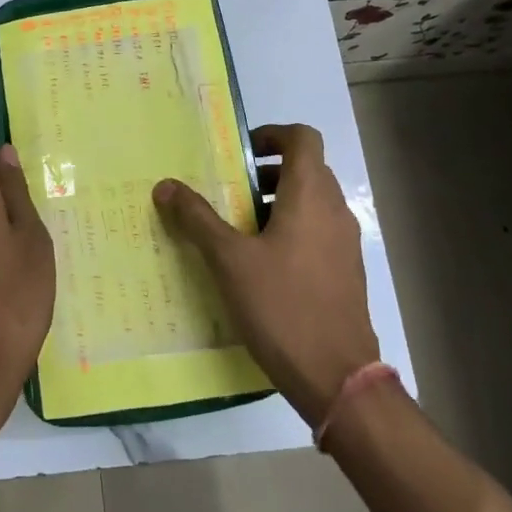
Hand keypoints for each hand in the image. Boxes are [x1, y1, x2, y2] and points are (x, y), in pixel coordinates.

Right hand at [153, 123, 380, 426]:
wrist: (338, 377)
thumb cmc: (282, 306)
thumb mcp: (229, 260)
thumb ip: (197, 218)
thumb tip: (165, 185)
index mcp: (309, 197)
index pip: (303, 138)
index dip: (273, 135)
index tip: (240, 153)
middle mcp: (334, 211)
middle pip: (306, 169)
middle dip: (266, 173)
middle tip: (228, 191)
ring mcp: (345, 243)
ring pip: (312, 202)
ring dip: (276, 203)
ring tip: (238, 229)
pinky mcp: (345, 272)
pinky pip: (317, 232)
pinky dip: (291, 230)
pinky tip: (260, 265)